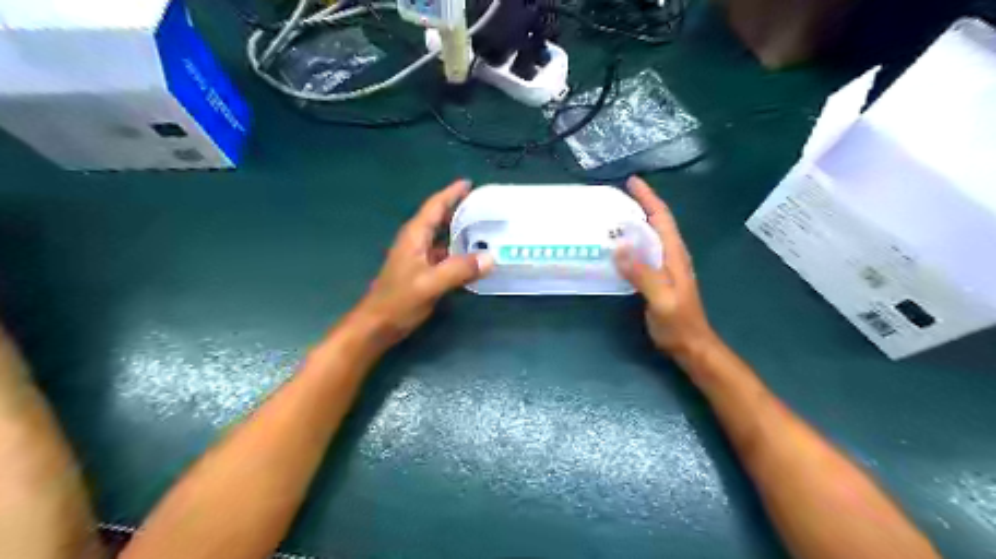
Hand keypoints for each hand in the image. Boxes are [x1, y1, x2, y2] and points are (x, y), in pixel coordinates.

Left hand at [351, 180, 495, 344]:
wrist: (377, 325)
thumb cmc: (398, 300)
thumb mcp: (429, 284)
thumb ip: (459, 270)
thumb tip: (490, 258)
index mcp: (415, 236)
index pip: (435, 206)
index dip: (451, 193)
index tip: (470, 183)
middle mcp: (417, 242)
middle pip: (440, 219)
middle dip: (460, 210)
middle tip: (486, 207)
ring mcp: (419, 258)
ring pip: (443, 238)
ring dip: (462, 232)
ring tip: (487, 230)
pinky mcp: (423, 273)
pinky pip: (445, 256)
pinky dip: (460, 253)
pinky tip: (475, 260)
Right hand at [615, 177, 716, 356]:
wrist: (692, 344)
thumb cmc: (678, 323)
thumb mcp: (661, 299)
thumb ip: (643, 274)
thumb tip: (619, 248)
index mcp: (674, 255)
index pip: (661, 218)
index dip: (648, 198)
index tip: (632, 182)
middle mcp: (672, 255)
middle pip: (658, 222)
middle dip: (641, 204)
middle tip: (616, 196)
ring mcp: (667, 266)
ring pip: (652, 235)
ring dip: (637, 220)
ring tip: (614, 215)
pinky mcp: (660, 277)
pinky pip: (646, 250)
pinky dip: (634, 240)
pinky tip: (620, 245)